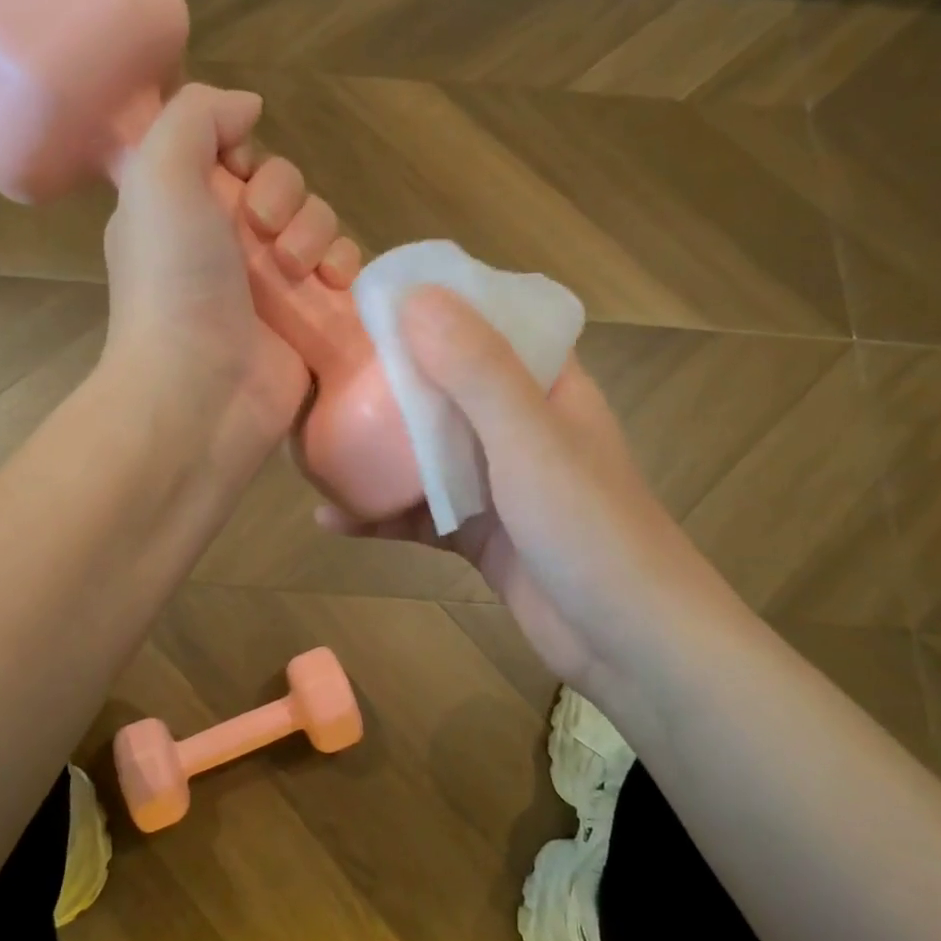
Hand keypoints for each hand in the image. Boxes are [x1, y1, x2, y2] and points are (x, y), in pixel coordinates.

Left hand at [104, 84, 345, 468]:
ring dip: (316, 232)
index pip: (228, 155)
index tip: (238, 172)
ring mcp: (267, 286)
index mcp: (180, 210)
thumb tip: (248, 106)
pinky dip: (344, 266)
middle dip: (285, 196)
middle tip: (265, 232)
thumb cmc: (174, 283)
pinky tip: (332, 284)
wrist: (201, 392)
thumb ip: (196, 117)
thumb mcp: (159, 175)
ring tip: (296, 270)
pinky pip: (341, 270)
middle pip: (282, 186)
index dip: (243, 153)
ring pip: (317, 224)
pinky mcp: (306, 319)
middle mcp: (222, 244)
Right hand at [317, 288, 717, 683]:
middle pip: (444, 387)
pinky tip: (331, 519)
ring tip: (310, 444)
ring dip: (374, 452)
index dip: (432, 306)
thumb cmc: (588, 528)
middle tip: (320, 373)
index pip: (486, 324)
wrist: (630, 645)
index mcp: (544, 386)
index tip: (368, 302)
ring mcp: (497, 483)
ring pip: (425, 453)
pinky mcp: (479, 534)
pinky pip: (420, 512)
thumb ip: (476, 369)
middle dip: (386, 381)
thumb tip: (414, 295)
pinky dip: (379, 514)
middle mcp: (518, 425)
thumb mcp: (528, 439)